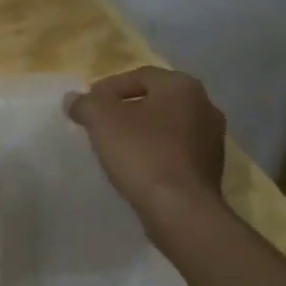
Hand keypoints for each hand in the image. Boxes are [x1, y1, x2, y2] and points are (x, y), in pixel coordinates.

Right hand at [65, 67, 225, 226]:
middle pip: (155, 99)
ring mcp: (212, 139)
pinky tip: (136, 167)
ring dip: (141, 132)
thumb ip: (85, 103)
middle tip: (99, 123)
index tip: (88, 105)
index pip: (140, 75)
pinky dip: (155, 152)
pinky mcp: (210, 169)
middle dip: (125, 109)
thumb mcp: (102, 120)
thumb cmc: (143, 154)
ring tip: (114, 146)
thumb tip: (73, 99)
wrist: (181, 211)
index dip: (109, 87)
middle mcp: (205, 106)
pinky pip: (176, 151)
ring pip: (166, 126)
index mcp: (183, 86)